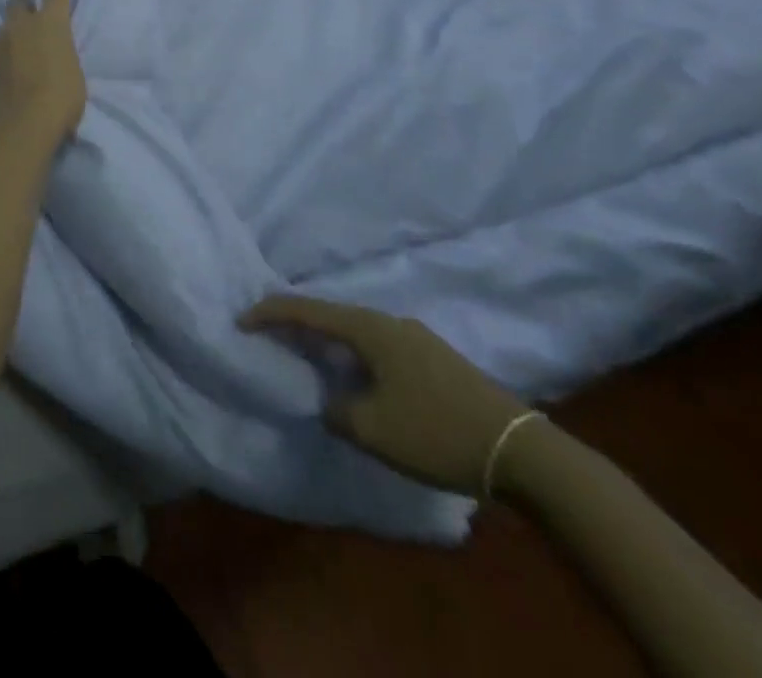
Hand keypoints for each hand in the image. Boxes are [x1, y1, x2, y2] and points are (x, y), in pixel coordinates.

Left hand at [0, 0, 85, 144]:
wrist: (22, 124)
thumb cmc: (61, 97)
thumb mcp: (74, 72)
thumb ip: (63, 55)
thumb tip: (56, 56)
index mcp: (50, 23)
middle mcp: (22, 26)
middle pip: (16, 1)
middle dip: (22, 3)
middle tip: (29, 12)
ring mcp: (0, 44)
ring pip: (1, 26)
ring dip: (8, 31)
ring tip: (14, 42)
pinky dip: (2, 53)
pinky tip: (7, 64)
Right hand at [240, 298, 532, 496]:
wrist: (520, 451)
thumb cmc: (435, 431)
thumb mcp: (371, 429)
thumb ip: (335, 410)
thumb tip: (329, 401)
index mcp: (369, 328)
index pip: (307, 310)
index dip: (269, 313)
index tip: (241, 321)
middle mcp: (390, 322)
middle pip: (332, 316)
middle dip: (298, 325)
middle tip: (270, 337)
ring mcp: (417, 338)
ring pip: (358, 333)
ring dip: (330, 343)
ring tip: (310, 359)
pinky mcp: (436, 360)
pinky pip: (380, 348)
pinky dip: (356, 356)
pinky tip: (358, 379)